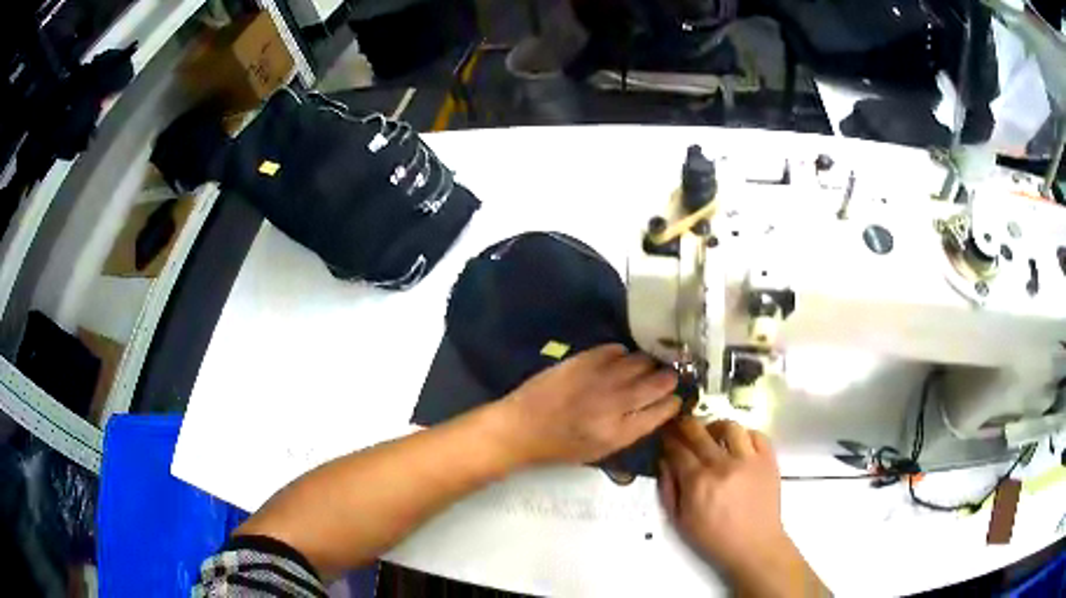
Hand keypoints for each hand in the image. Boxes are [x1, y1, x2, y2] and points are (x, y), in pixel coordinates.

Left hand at [495, 344, 679, 466]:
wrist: (521, 427)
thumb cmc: (560, 446)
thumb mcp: (601, 451)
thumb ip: (632, 430)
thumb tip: (657, 408)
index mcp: (620, 432)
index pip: (663, 410)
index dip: (673, 402)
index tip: (674, 397)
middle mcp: (615, 403)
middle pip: (659, 382)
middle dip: (668, 378)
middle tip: (666, 376)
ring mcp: (599, 378)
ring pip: (641, 361)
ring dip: (648, 363)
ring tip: (644, 367)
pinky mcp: (583, 360)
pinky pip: (616, 349)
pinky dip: (622, 354)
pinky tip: (619, 361)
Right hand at [660, 418, 823, 595]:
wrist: (754, 545)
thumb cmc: (713, 538)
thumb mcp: (680, 521)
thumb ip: (668, 489)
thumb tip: (664, 461)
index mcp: (697, 482)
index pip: (678, 449)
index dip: (668, 440)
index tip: (665, 436)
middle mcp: (722, 465)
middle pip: (699, 432)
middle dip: (685, 425)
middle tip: (682, 426)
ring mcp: (748, 460)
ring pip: (729, 427)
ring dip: (716, 427)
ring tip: (713, 434)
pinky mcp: (768, 460)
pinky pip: (757, 434)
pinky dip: (745, 434)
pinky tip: (738, 443)